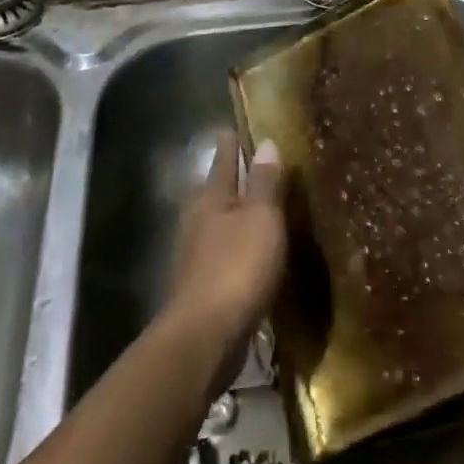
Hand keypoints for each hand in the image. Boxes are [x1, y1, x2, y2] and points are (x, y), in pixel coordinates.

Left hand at [164, 130, 287, 358]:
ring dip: (239, 214)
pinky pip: (226, 253)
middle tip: (261, 165)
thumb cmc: (236, 267)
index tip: (237, 126)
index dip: (232, 141)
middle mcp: (198, 220)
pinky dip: (240, 246)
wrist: (205, 338)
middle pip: (217, 190)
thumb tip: (266, 142)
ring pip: (220, 222)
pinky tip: (256, 253)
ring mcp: (197, 255)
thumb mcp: (261, 218)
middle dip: (235, 178)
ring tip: (264, 208)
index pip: (223, 158)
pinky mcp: (204, 286)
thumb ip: (265, 182)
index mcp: (211, 197)